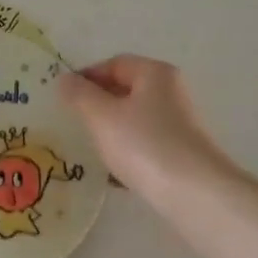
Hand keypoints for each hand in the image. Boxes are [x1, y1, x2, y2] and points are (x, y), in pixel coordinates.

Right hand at [58, 55, 239, 206]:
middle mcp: (170, 93)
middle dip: (97, 104)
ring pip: (133, 119)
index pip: (114, 64)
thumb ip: (79, 94)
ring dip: (109, 130)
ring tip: (89, 148)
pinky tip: (112, 173)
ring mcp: (178, 124)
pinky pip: (144, 144)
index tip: (65, 98)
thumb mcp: (101, 116)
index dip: (87, 76)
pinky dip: (126, 152)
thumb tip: (64, 79)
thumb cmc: (143, 144)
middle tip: (73, 122)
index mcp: (155, 74)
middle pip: (125, 90)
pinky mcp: (179, 152)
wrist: (194, 193)